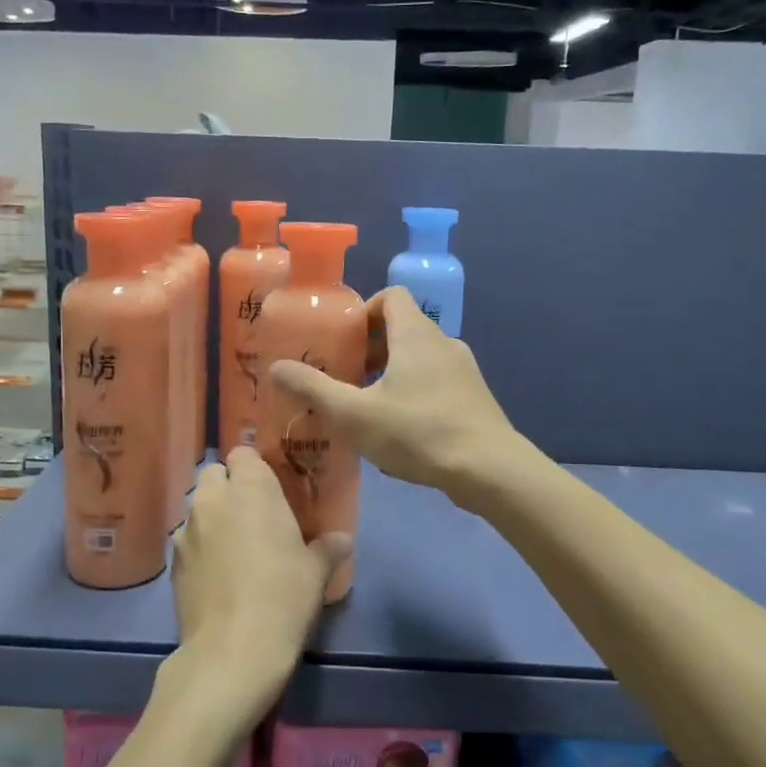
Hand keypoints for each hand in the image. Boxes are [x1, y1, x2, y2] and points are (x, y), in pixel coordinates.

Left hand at [163, 447, 351, 717]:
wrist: (232, 651)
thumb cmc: (283, 597)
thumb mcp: (316, 571)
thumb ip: (328, 547)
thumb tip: (343, 538)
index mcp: (251, 488)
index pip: (243, 453)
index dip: (254, 468)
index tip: (269, 489)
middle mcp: (213, 498)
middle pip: (214, 474)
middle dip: (228, 487)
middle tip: (251, 515)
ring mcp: (186, 528)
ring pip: (197, 506)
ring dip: (212, 516)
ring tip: (232, 546)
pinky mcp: (172, 560)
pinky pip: (186, 539)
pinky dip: (198, 546)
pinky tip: (215, 573)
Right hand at [269, 285, 519, 503]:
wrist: (489, 470)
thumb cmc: (418, 432)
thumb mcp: (354, 414)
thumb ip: (313, 389)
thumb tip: (276, 367)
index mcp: (416, 334)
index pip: (391, 296)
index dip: (364, 311)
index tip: (344, 341)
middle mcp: (444, 342)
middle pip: (403, 328)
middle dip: (371, 349)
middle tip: (346, 378)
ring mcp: (464, 370)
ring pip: (420, 358)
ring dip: (392, 374)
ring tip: (368, 407)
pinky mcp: (474, 398)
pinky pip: (437, 382)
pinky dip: (414, 392)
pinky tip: (400, 430)